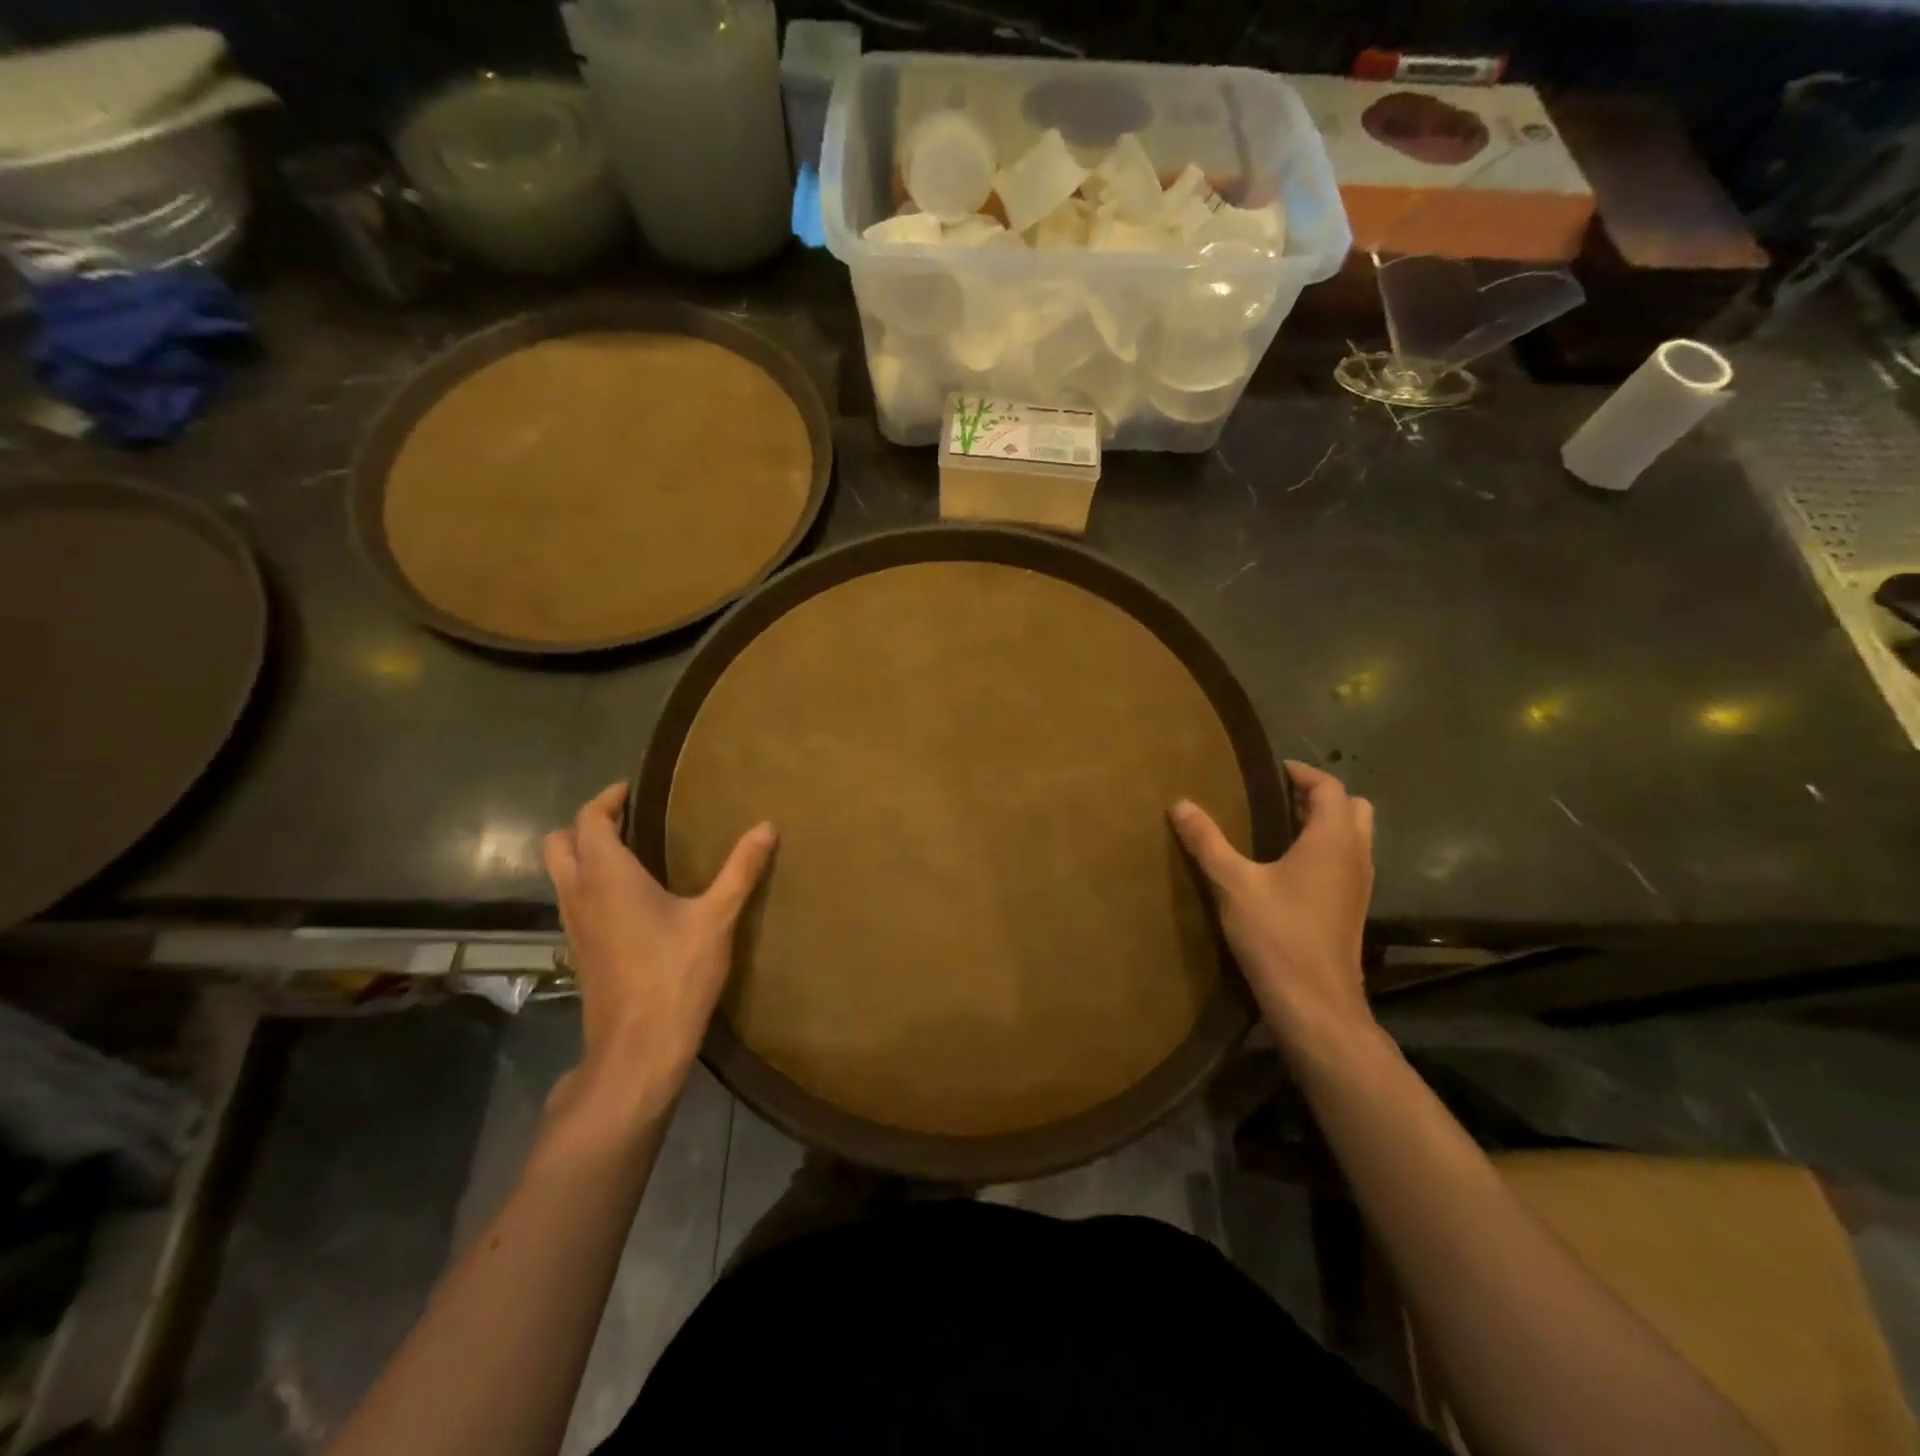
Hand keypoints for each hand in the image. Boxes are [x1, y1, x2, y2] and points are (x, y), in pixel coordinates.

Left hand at [542, 784, 776, 1123]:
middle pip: (557, 844)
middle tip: (627, 819)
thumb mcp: (717, 918)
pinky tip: (629, 899)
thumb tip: (767, 827)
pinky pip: (572, 901)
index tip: (631, 789)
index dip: (606, 799)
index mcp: (607, 876)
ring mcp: (573, 926)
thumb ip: (740, 869)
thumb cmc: (675, 974)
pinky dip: (589, 884)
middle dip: (585, 824)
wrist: (637, 1049)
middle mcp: (580, 894)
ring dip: (583, 855)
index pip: (589, 820)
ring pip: (560, 874)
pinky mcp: (579, 952)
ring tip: (630, 852)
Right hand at [1171, 760, 1375, 1054]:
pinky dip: (1325, 849)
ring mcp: (1359, 886)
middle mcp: (1355, 856)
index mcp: (1332, 840)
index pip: (1329, 787)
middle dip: (1319, 795)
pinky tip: (1289, 868)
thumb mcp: (1233, 884)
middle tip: (1278, 796)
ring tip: (1279, 827)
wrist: (1315, 1004)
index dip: (1302, 772)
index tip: (1271, 769)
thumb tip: (1181, 804)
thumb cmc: (1277, 935)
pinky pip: (1346, 861)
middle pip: (1352, 808)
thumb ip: (1207, 841)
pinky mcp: (1352, 909)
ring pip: (1354, 836)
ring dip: (1325, 823)